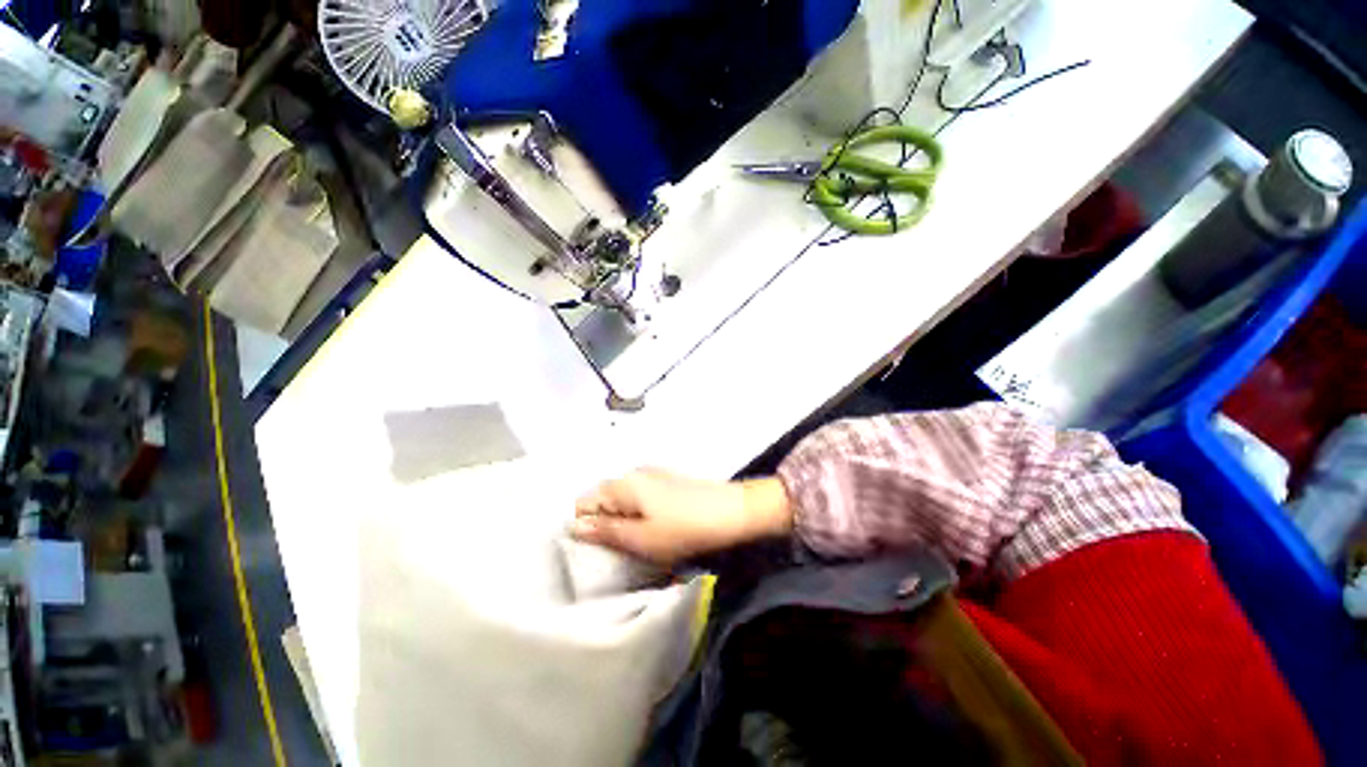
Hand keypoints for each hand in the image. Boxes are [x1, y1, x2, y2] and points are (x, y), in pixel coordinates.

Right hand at [570, 469, 792, 564]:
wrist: (731, 512)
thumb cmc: (684, 527)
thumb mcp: (641, 538)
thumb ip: (605, 531)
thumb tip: (575, 526)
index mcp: (622, 483)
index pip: (584, 502)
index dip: (584, 528)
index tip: (595, 552)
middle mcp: (634, 473)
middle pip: (604, 501)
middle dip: (605, 526)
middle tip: (618, 552)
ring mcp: (653, 476)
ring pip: (624, 501)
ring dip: (624, 523)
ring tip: (638, 545)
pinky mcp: (668, 482)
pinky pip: (642, 499)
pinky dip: (641, 516)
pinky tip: (656, 532)